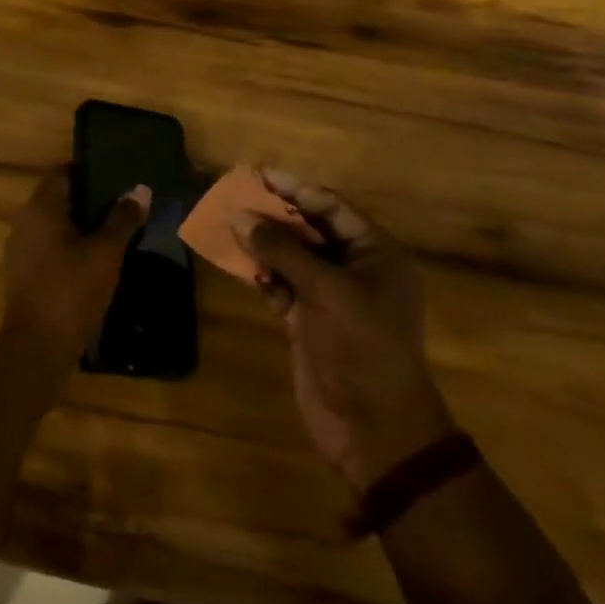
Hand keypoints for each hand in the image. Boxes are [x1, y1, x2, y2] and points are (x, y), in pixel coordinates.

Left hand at [0, 167, 149, 373]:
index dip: (88, 170)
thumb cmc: (71, 290)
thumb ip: (122, 219)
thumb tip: (140, 189)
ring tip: (115, 230)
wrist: (36, 348)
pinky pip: (50, 248)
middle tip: (122, 201)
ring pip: (54, 225)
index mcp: (40, 208)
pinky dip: (71, 247)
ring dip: (81, 225)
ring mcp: (21, 250)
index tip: (116, 174)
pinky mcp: (25, 274)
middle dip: (89, 199)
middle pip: (58, 198)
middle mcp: (25, 221)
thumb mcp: (105, 253)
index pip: (62, 172)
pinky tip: (96, 260)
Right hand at [240, 171, 456, 493]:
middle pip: (310, 229)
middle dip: (274, 214)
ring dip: (263, 243)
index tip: (258, 173)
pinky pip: (282, 285)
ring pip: (292, 257)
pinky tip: (240, 263)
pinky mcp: (309, 321)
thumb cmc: (362, 347)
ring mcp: (331, 296)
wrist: (374, 430)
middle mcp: (355, 269)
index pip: (331, 207)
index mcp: (376, 254)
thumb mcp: (326, 291)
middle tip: (236, 194)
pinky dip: (263, 275)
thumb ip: (283, 251)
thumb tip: (242, 217)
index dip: (294, 189)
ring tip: (228, 223)